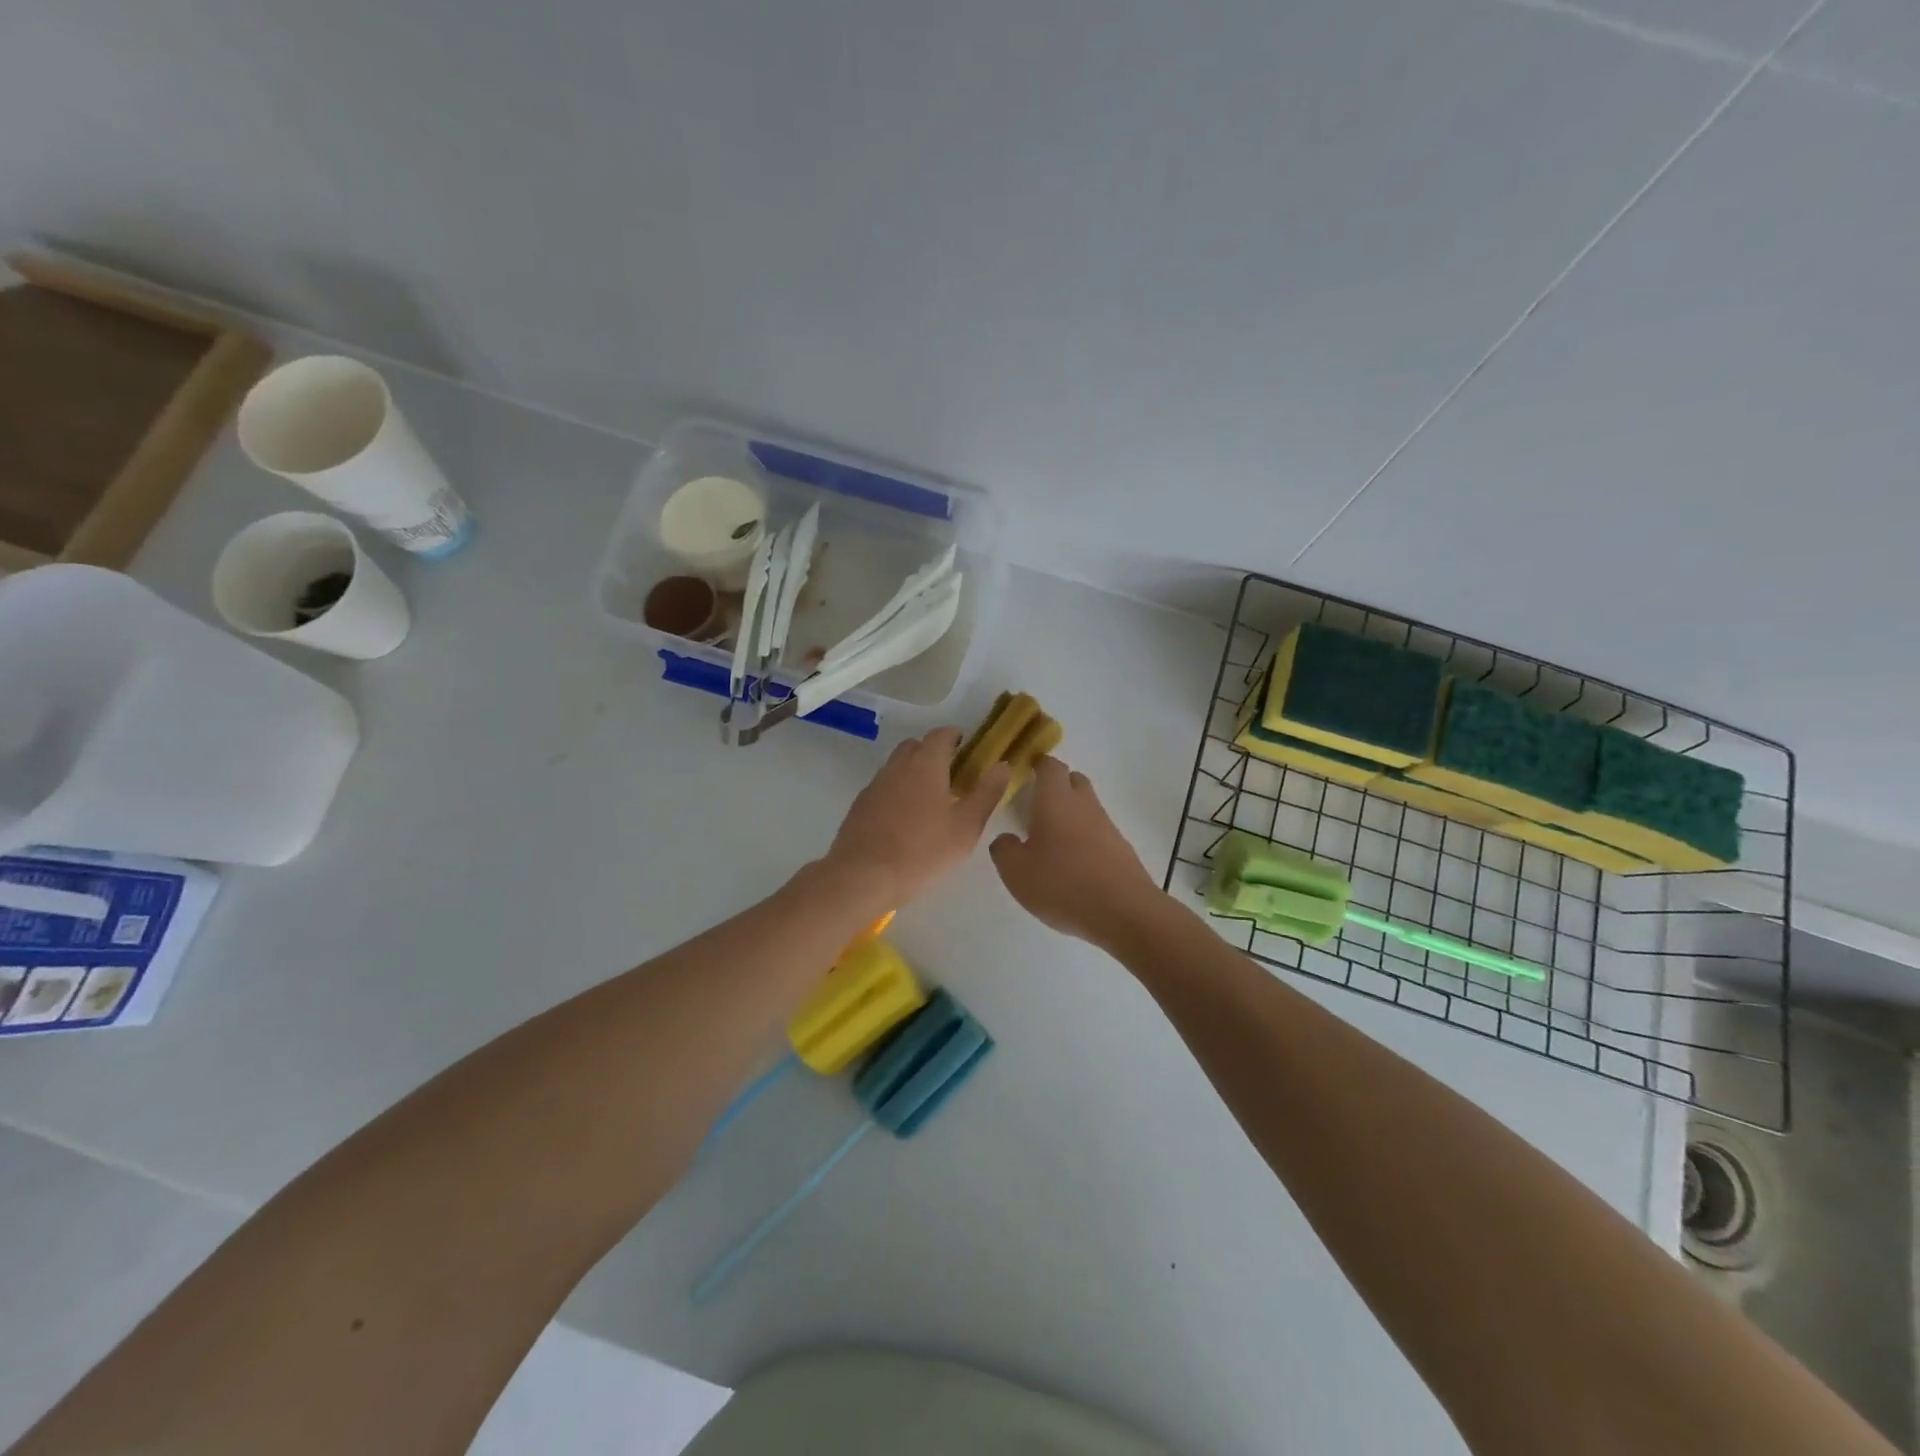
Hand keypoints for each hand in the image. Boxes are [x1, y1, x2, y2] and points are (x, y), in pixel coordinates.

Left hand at [824, 727, 1010, 905]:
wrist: (862, 876)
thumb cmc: (922, 852)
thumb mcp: (966, 827)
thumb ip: (987, 793)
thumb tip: (1003, 765)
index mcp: (926, 764)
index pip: (941, 734)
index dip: (956, 736)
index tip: (968, 748)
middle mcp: (897, 766)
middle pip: (916, 746)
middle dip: (934, 752)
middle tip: (952, 774)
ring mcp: (875, 784)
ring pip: (897, 766)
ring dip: (914, 771)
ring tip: (930, 798)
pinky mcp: (860, 805)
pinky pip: (884, 786)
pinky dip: (897, 791)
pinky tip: (905, 818)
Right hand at [989, 757, 1159, 948]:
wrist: (1125, 912)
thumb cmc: (1063, 884)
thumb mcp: (1017, 872)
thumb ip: (1004, 850)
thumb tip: (1005, 839)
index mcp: (1056, 800)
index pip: (1050, 766)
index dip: (1038, 763)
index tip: (1026, 768)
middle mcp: (1084, 805)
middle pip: (1073, 781)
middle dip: (1057, 785)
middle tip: (1036, 803)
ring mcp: (1107, 827)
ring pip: (1087, 807)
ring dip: (1071, 814)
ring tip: (1051, 838)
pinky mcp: (1121, 850)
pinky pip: (1098, 832)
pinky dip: (1084, 838)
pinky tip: (1073, 863)